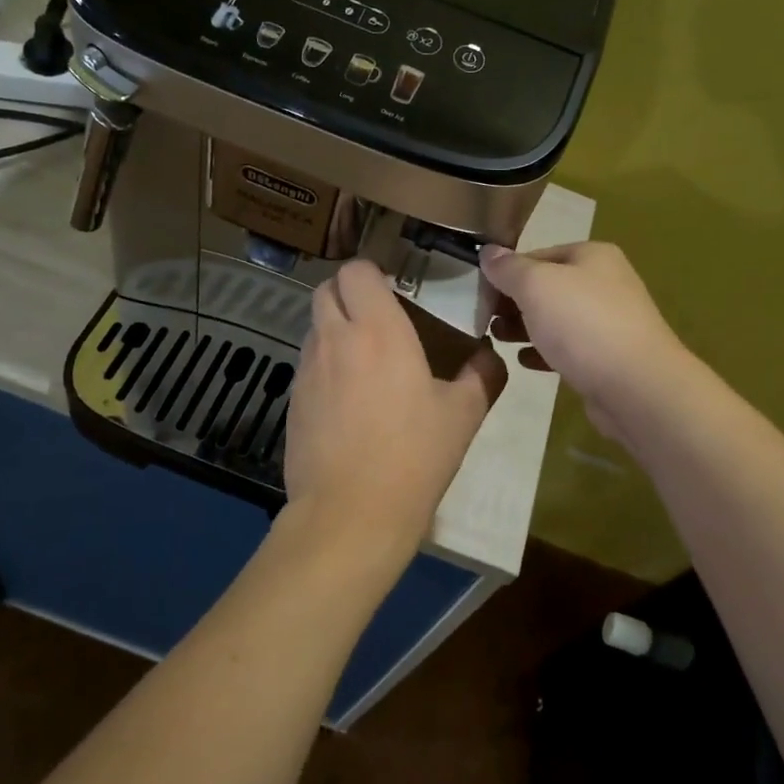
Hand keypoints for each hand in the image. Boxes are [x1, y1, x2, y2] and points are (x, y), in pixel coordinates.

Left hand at [284, 260, 507, 555]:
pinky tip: (348, 401)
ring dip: (336, 329)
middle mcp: (335, 339)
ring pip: (314, 327)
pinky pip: (308, 365)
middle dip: (348, 294)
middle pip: (326, 290)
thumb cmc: (413, 457)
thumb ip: (482, 375)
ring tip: (365, 361)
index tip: (396, 291)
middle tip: (379, 319)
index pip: (357, 270)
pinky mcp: (293, 401)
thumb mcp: (463, 415)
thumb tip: (490, 355)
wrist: (351, 514)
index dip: (373, 273)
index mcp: (378, 330)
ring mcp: (307, 370)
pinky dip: (325, 366)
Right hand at [479, 241, 689, 448]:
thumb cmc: (582, 324)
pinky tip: (524, 362)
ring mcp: (610, 321)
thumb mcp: (536, 286)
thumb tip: (487, 252)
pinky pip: (569, 348)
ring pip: (556, 319)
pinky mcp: (608, 357)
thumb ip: (508, 268)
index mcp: (592, 256)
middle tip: (485, 319)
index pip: (537, 254)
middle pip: (547, 287)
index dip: (506, 272)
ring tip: (497, 339)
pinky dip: (545, 351)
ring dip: (525, 327)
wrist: (637, 387)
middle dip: (514, 302)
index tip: (479, 293)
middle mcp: (605, 283)